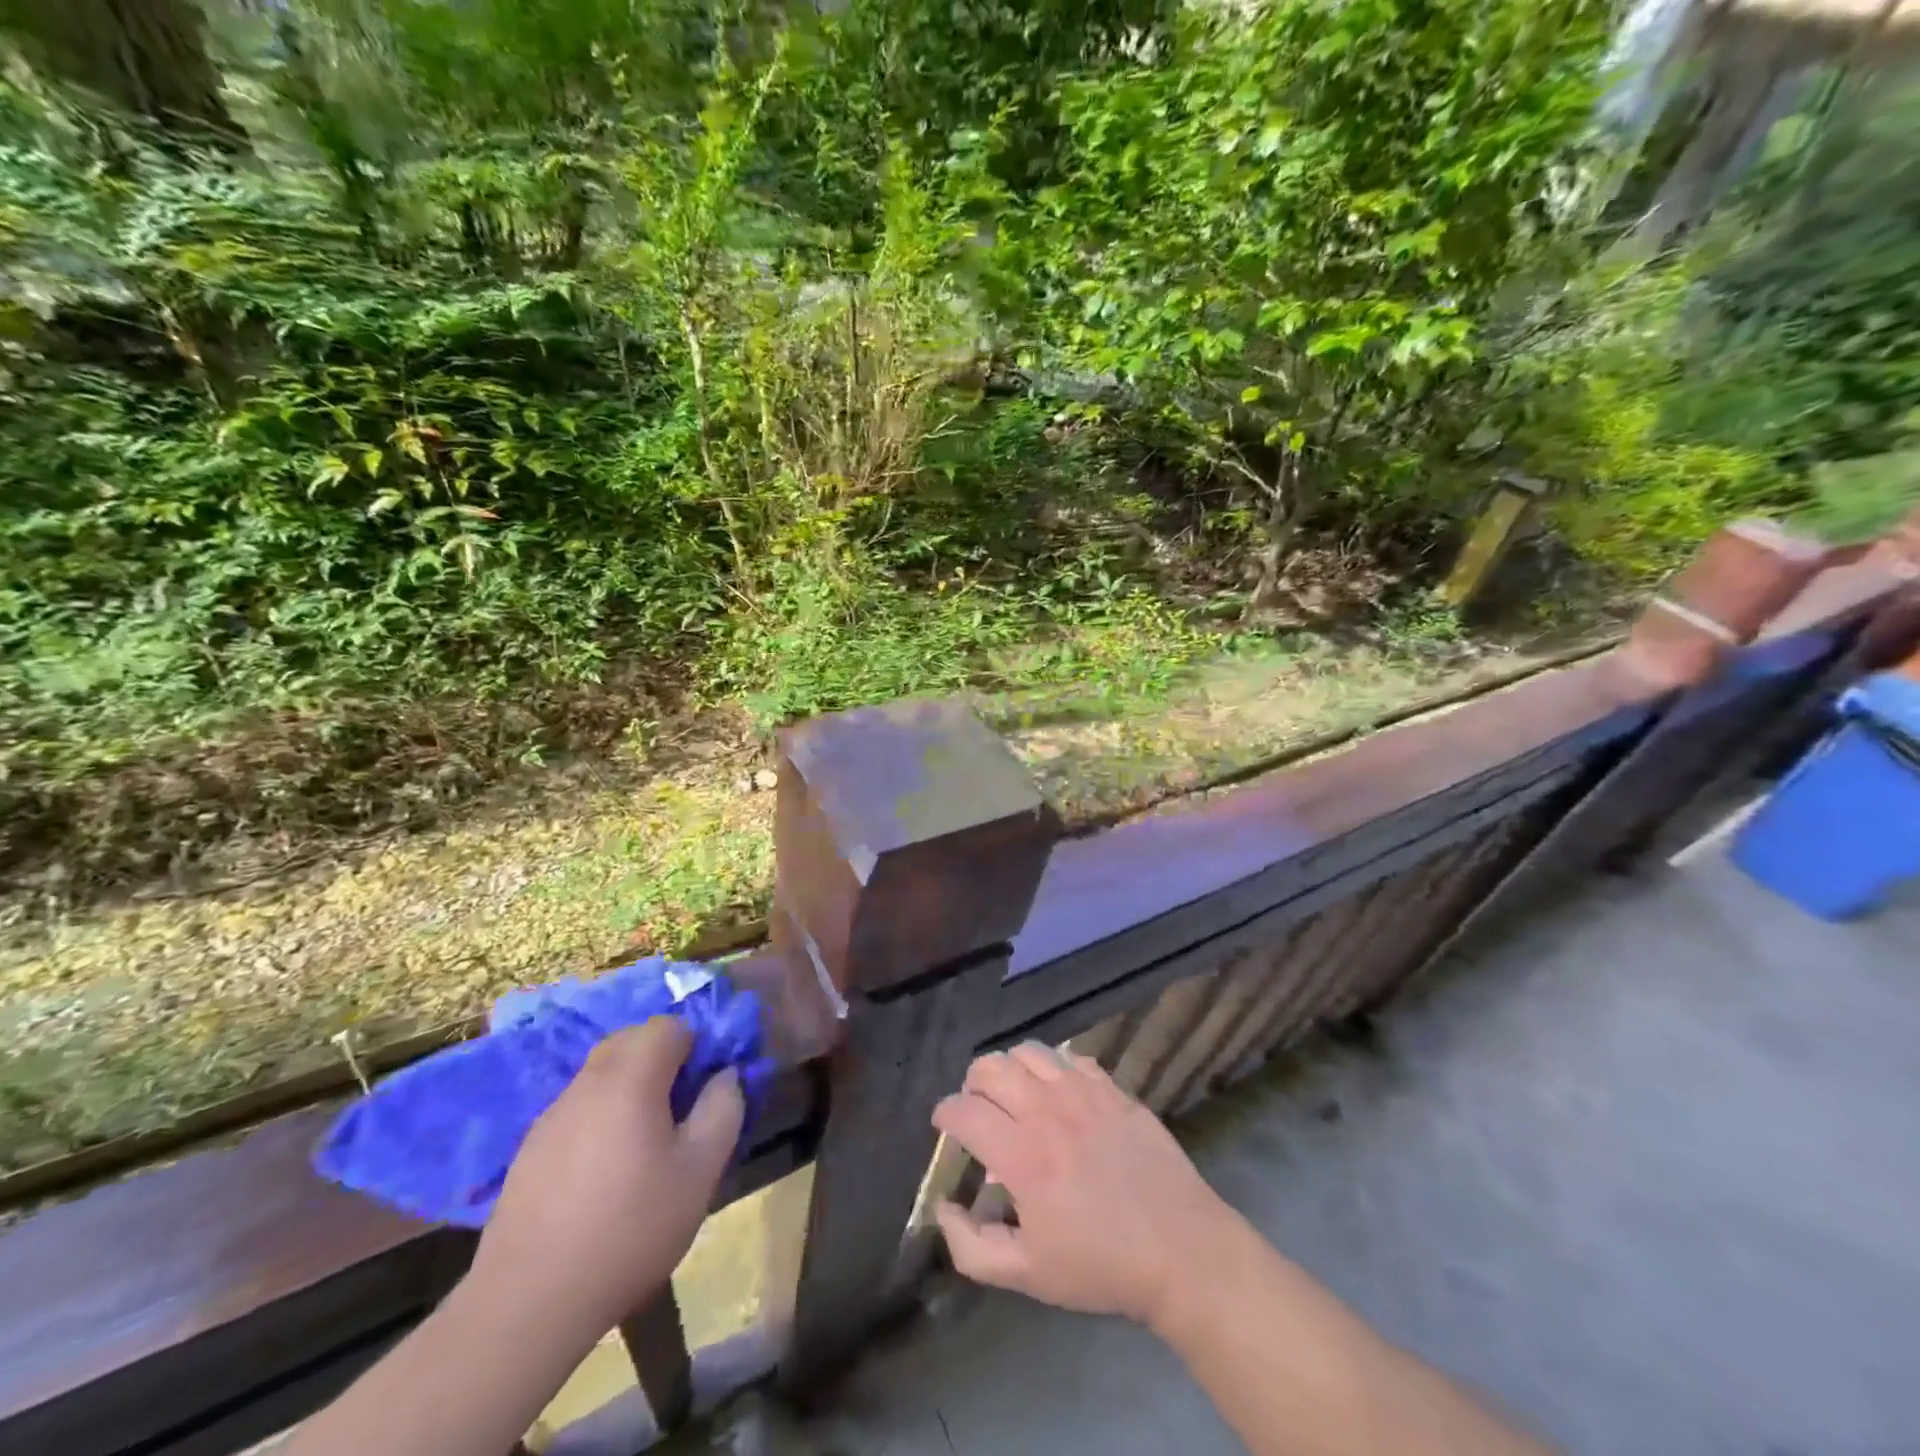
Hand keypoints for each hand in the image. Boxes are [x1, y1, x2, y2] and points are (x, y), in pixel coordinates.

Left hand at [468, 1017, 744, 1344]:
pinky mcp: (530, 1150)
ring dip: (629, 1088)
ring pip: (601, 1075)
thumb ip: (723, 1110)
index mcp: (630, 1079)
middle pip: (630, 1042)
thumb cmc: (629, 1229)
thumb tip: (724, 1076)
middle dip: (662, 1060)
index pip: (668, 1026)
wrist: (527, 1304)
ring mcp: (552, 1116)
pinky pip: (578, 1110)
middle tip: (681, 1109)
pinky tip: (605, 1173)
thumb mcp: (700, 1172)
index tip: (705, 1086)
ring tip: (646, 1144)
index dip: (695, 1044)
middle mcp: (587, 1083)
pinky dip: (600, 1118)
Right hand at [930, 1042, 1238, 1329]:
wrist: (1181, 1250)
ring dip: (1010, 1069)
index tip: (946, 1128)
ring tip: (1015, 1095)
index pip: (963, 1110)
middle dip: (972, 1085)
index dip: (945, 1115)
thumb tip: (943, 1208)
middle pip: (989, 1067)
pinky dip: (1053, 1069)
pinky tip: (1058, 1096)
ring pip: (1028, 1052)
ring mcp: (1083, 1091)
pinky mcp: (1112, 1088)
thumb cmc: (1100, 1266)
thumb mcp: (1027, 1275)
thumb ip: (971, 1246)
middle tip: (978, 1111)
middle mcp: (1047, 1109)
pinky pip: (1069, 1058)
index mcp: (1021, 1153)